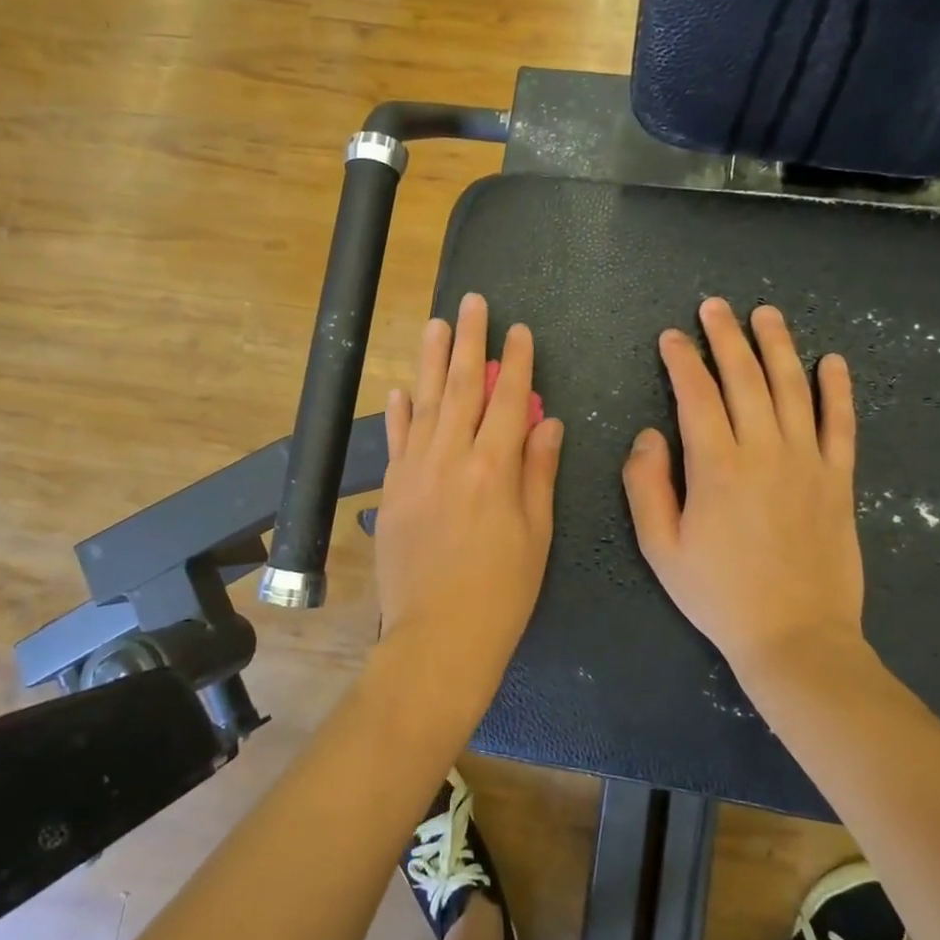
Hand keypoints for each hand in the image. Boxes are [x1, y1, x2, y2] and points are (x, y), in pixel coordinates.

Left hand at [375, 293, 564, 726]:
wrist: (438, 636)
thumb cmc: (502, 592)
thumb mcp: (537, 535)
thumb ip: (539, 472)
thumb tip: (547, 422)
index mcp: (495, 469)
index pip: (508, 401)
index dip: (515, 362)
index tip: (519, 330)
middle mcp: (452, 459)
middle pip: (461, 388)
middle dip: (469, 342)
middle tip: (472, 303)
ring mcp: (415, 472)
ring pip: (424, 403)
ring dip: (430, 360)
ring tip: (436, 324)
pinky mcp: (392, 492)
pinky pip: (396, 441)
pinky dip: (398, 412)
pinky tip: (400, 388)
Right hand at [623, 298, 872, 691]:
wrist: (795, 637)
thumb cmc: (718, 594)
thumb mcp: (660, 548)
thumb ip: (646, 486)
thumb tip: (649, 435)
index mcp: (716, 466)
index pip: (695, 396)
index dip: (681, 361)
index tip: (671, 338)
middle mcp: (764, 451)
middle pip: (744, 379)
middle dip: (725, 338)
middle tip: (714, 307)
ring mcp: (807, 462)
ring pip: (793, 388)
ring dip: (778, 346)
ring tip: (766, 313)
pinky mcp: (839, 479)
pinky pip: (841, 424)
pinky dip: (837, 389)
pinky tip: (832, 361)